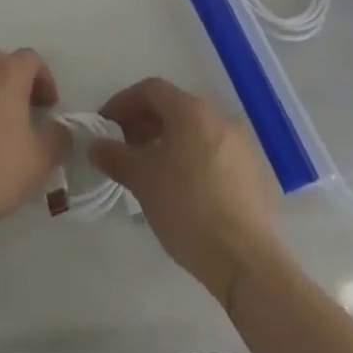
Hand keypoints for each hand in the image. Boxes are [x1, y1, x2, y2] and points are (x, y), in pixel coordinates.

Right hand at [90, 78, 280, 304]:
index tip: (105, 124)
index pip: (150, 90)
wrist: (246, 261)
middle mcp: (220, 116)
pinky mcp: (256, 172)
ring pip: (196, 130)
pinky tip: (183, 186)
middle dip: (145, 122)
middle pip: (174, 107)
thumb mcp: (142, 181)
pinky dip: (193, 157)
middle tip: (125, 146)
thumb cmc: (187, 209)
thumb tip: (96, 146)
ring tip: (152, 167)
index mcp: (192, 110)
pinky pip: (215, 151)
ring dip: (169, 140)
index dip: (123, 103)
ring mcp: (242, 144)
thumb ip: (115, 156)